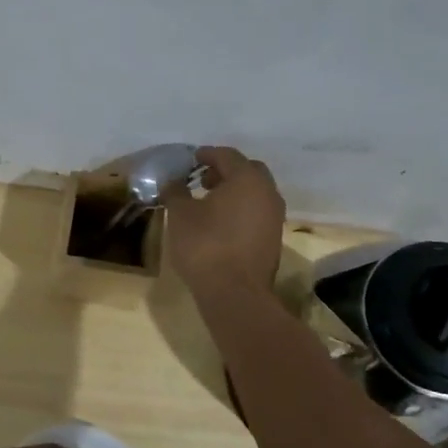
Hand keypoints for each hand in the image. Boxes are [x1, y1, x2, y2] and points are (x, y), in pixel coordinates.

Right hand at [162, 145, 286, 292]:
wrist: (235, 293)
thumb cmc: (205, 246)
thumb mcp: (180, 215)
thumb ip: (175, 191)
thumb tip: (173, 181)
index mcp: (247, 179)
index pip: (227, 155)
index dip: (206, 154)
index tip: (190, 160)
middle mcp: (267, 192)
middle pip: (248, 171)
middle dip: (225, 171)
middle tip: (202, 179)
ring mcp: (274, 217)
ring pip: (255, 192)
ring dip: (234, 191)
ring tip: (208, 202)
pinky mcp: (273, 238)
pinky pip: (257, 212)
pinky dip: (241, 209)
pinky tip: (220, 222)